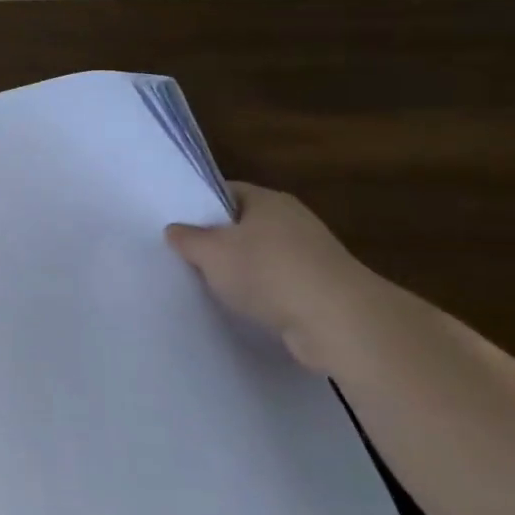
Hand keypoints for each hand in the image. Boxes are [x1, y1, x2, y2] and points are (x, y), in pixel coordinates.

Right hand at [165, 182, 382, 371]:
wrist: (339, 323)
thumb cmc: (267, 271)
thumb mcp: (210, 252)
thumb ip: (187, 238)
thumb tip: (175, 230)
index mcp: (268, 200)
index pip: (226, 191)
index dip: (199, 204)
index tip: (175, 222)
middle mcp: (293, 221)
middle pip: (244, 224)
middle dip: (217, 240)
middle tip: (184, 254)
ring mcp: (312, 256)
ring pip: (261, 257)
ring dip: (239, 270)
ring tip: (207, 284)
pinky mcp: (322, 290)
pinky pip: (278, 285)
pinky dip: (261, 294)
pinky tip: (240, 307)